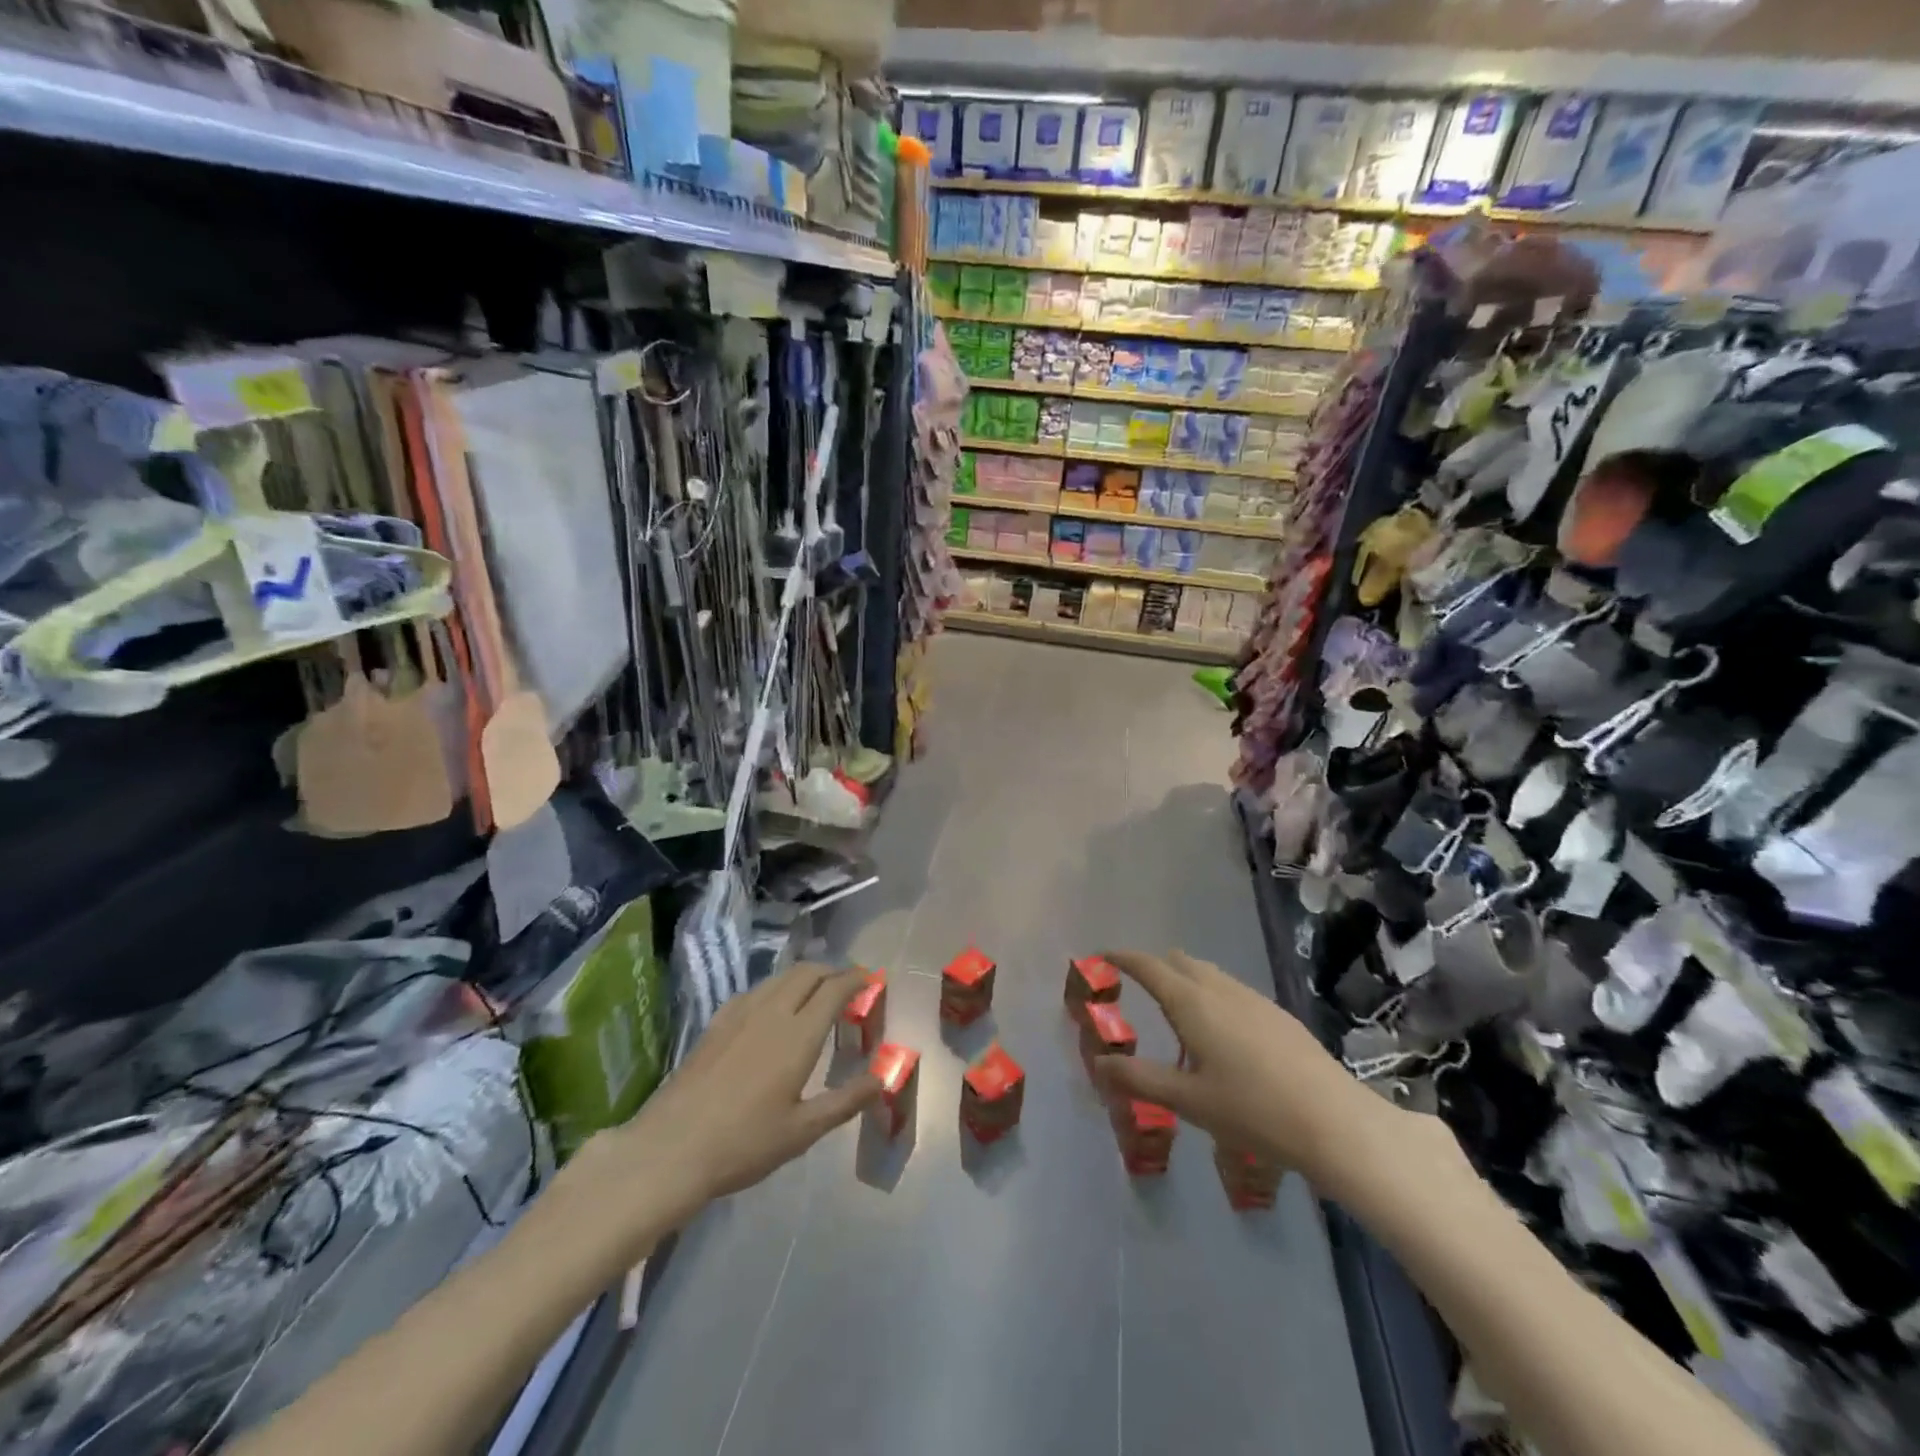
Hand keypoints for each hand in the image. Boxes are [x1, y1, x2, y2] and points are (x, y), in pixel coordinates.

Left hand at [604, 964, 881, 1217]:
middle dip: (833, 971)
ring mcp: (740, 1013)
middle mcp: (772, 1012)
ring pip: (780, 977)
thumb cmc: (743, 1144)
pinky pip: (756, 990)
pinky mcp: (716, 1023)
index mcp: (798, 1035)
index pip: (835, 989)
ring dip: (805, 976)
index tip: (871, 981)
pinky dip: (777, 988)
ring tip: (816, 994)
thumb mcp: (802, 1131)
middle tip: (848, 986)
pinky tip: (773, 1010)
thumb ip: (845, 1101)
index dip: (857, 979)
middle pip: (808, 972)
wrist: (670, 1149)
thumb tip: (881, 1078)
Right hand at [1092, 949, 1390, 1183]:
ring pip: (1208, 973)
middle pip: (1179, 962)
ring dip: (1184, 979)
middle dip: (1154, 966)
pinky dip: (1210, 994)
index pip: (1148, 966)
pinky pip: (1231, 989)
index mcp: (1191, 1003)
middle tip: (1136, 985)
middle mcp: (1220, 989)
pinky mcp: (1277, 1014)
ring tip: (1175, 1009)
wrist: (1334, 1121)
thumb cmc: (1252, 1109)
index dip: (1123, 958)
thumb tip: (1100, 1064)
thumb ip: (1140, 1079)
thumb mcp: (1188, 1100)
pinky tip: (1220, 1031)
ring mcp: (1253, 998)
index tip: (1103, 956)